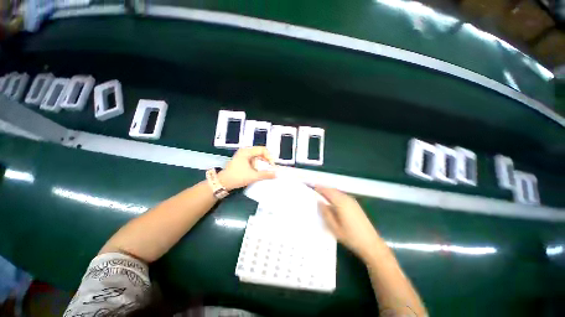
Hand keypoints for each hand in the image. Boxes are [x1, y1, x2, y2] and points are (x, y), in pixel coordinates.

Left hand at [218, 147, 275, 190]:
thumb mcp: (253, 176)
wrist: (223, 183)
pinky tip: (259, 171)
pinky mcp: (243, 160)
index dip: (269, 157)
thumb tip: (276, 174)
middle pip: (260, 152)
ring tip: (265, 170)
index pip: (262, 150)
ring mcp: (243, 155)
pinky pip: (254, 160)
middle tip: (270, 168)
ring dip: (262, 163)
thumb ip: (266, 174)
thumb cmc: (237, 177)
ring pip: (258, 157)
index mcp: (247, 151)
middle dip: (266, 160)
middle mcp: (245, 151)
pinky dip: (258, 165)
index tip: (272, 165)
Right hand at [316, 187, 380, 261]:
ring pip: (337, 192)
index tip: (310, 185)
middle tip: (313, 189)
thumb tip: (319, 201)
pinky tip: (331, 201)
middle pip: (332, 190)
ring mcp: (352, 201)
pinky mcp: (355, 205)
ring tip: (319, 194)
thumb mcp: (334, 227)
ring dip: (328, 191)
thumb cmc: (351, 237)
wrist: (371, 244)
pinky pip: (341, 196)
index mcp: (341, 203)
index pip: (327, 191)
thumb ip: (326, 213)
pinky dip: (334, 195)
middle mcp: (347, 199)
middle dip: (322, 188)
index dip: (318, 187)